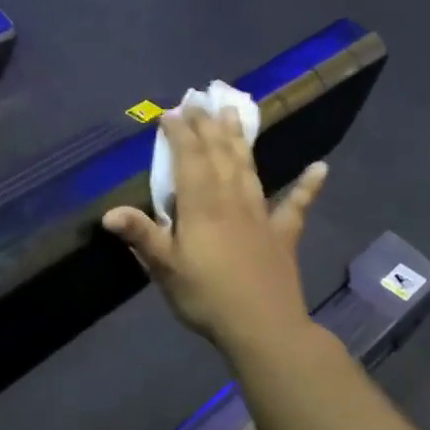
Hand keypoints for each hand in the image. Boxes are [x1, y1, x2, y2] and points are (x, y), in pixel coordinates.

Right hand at [102, 108, 326, 356]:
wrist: (263, 327)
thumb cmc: (207, 297)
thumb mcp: (166, 269)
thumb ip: (142, 236)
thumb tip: (108, 212)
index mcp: (202, 207)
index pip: (190, 161)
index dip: (181, 134)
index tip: (172, 112)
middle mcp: (232, 201)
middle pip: (219, 156)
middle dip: (207, 127)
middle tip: (200, 101)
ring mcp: (261, 215)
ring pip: (248, 169)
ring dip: (241, 140)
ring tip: (235, 114)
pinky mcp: (283, 235)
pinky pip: (296, 205)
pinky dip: (308, 186)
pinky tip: (321, 168)